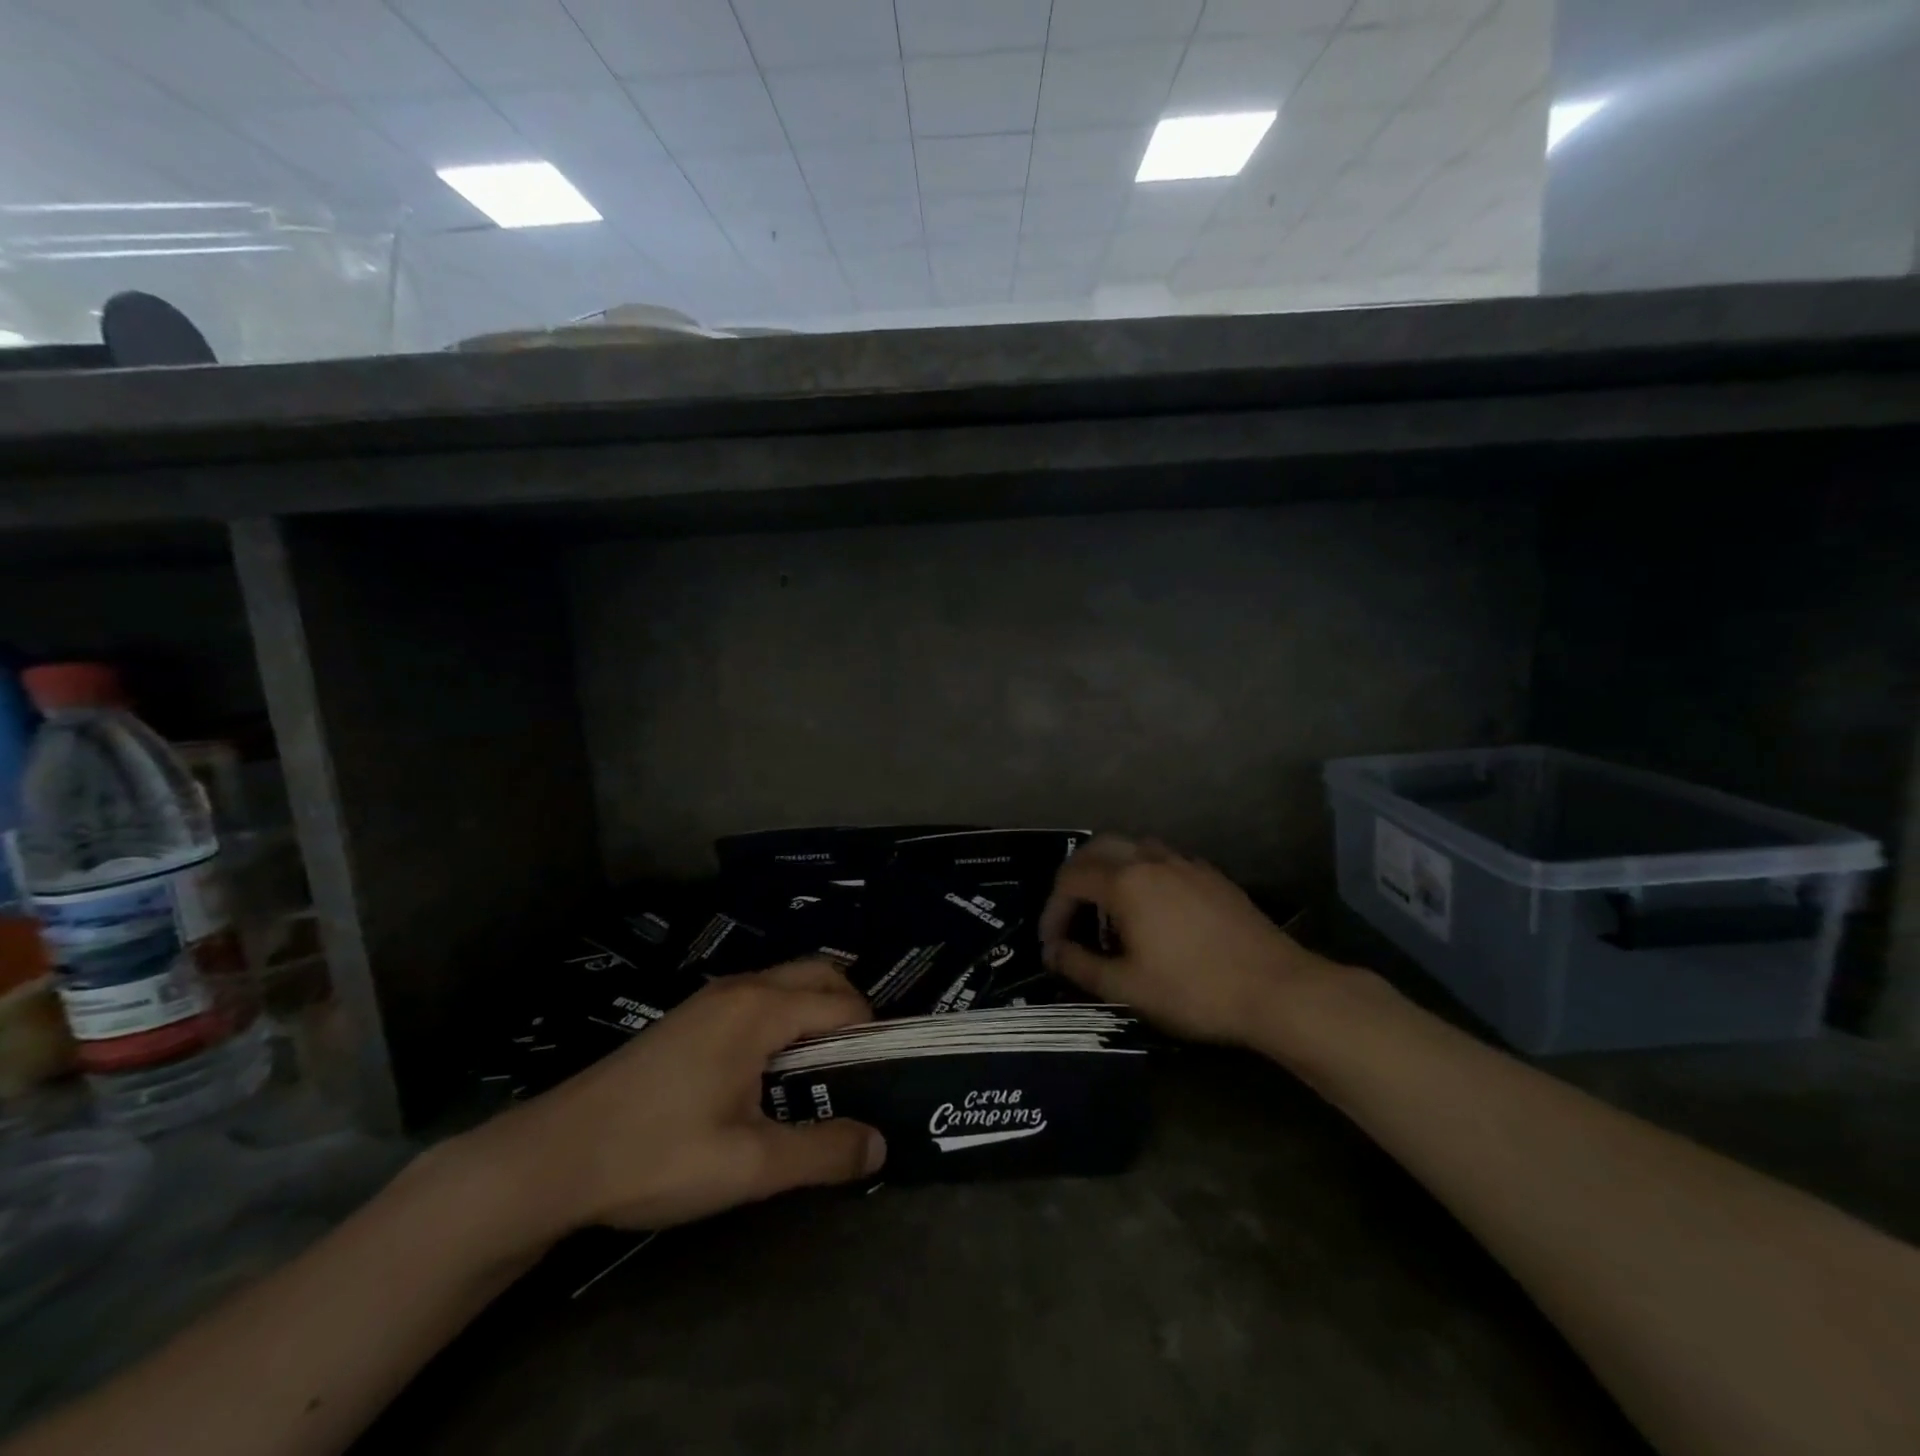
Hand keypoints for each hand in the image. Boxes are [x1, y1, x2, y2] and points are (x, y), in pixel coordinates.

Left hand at [460, 960, 885, 1240]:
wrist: (553, 1157)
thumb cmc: (656, 1154)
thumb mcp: (749, 1165)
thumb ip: (822, 1152)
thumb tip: (880, 1146)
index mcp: (760, 1009)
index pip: (841, 1004)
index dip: (871, 1037)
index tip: (882, 1079)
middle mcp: (740, 988)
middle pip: (818, 975)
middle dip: (850, 1011)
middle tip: (858, 1069)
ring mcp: (710, 998)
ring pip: (786, 984)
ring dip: (815, 1014)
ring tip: (821, 1075)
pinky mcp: (690, 1017)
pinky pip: (758, 999)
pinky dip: (785, 1018)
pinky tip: (771, 1075)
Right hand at [1037, 835, 1351, 1048]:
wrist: (1276, 989)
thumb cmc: (1193, 990)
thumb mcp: (1127, 987)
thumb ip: (1081, 966)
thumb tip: (1052, 952)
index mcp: (1125, 882)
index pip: (1070, 880)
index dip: (1052, 910)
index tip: (1052, 944)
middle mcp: (1150, 860)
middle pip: (1097, 848)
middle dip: (1075, 876)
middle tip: (1070, 912)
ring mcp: (1185, 863)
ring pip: (1133, 846)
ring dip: (1110, 867)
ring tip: (1109, 905)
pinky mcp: (1211, 875)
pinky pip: (1164, 859)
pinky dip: (1143, 872)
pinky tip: (1153, 907)